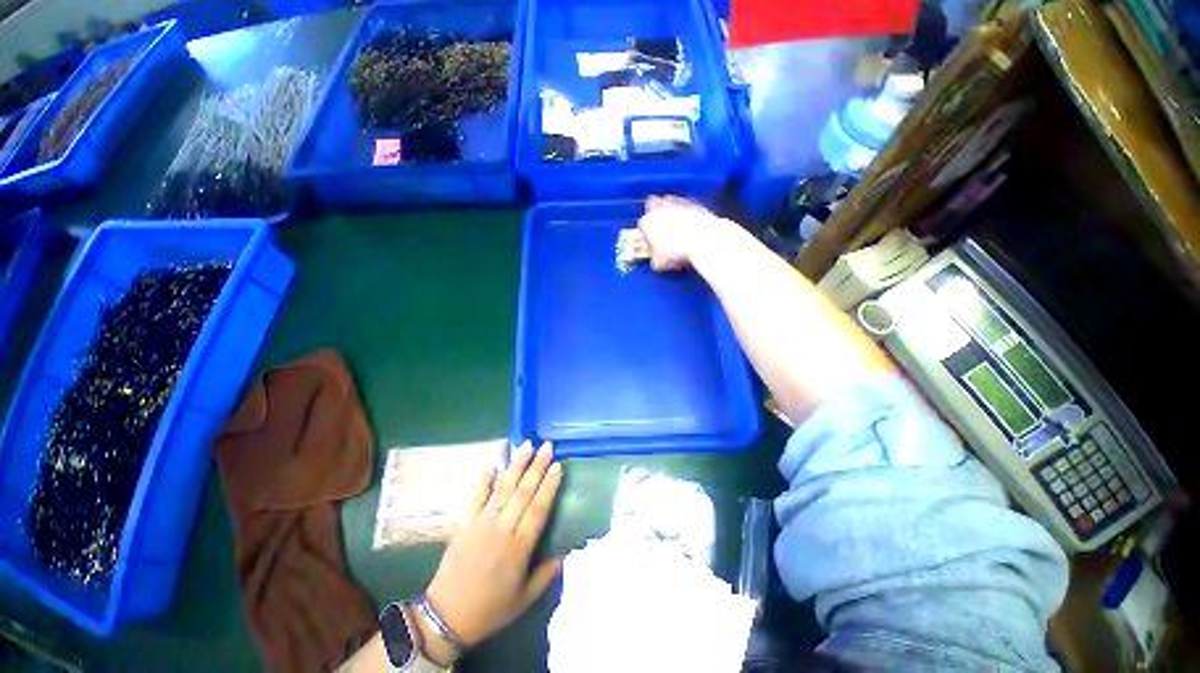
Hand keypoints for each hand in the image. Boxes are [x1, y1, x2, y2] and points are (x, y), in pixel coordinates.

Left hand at [422, 441, 562, 662]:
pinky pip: (475, 497)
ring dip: (516, 465)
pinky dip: (484, 480)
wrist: (446, 616)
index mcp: (520, 547)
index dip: (549, 486)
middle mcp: (503, 529)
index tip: (558, 466)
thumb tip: (565, 551)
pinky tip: (492, 464)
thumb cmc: (491, 608)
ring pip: (503, 488)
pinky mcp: (464, 523)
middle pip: (523, 492)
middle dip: (537, 466)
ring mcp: (482, 523)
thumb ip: (547, 574)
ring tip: (526, 445)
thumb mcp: (525, 598)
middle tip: (547, 446)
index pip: (539, 508)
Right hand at [636, 195, 727, 270]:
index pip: (641, 225)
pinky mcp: (693, 202)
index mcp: (647, 222)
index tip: (651, 242)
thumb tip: (655, 258)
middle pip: (651, 203)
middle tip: (660, 225)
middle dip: (654, 212)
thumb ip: (654, 258)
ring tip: (676, 222)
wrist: (703, 241)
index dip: (645, 234)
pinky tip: (690, 221)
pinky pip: (685, 204)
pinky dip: (685, 210)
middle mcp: (659, 208)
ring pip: (668, 200)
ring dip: (669, 209)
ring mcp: (677, 203)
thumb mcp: (659, 263)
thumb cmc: (676, 253)